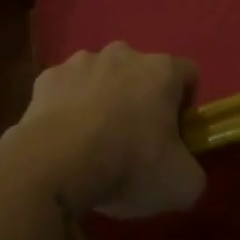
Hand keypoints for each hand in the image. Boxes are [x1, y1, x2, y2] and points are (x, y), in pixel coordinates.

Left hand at [19, 43, 205, 217]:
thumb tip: (184, 171)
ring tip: (93, 141)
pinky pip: (65, 90)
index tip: (175, 135)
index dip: (185, 105)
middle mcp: (123, 54)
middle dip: (140, 99)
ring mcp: (80, 62)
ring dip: (102, 99)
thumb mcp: (182, 184)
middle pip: (141, 72)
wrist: (55, 165)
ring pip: (100, 77)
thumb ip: (193, 172)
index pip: (187, 74)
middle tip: (134, 141)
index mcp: (161, 70)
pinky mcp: (46, 78)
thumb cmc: (129, 165)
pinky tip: (63, 139)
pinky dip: (67, 108)